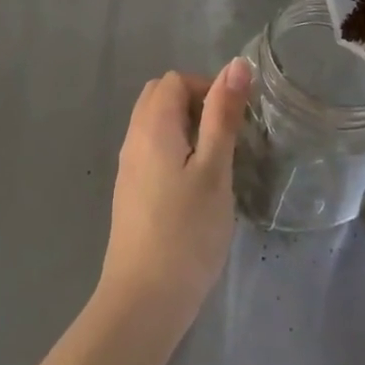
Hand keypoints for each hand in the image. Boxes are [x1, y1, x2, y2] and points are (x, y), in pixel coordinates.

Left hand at [96, 60, 250, 339]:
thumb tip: (236, 64)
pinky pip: (152, 149)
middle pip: (161, 96)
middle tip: (226, 138)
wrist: (144, 299)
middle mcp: (134, 137)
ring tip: (215, 162)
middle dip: (196, 104)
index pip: (175, 80)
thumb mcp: (215, 170)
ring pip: (155, 123)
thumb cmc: (186, 232)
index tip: (235, 121)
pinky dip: (175, 149)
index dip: (207, 89)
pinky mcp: (130, 190)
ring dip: (186, 127)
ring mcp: (129, 165)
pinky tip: (194, 185)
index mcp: (152, 125)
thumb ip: (223, 115)